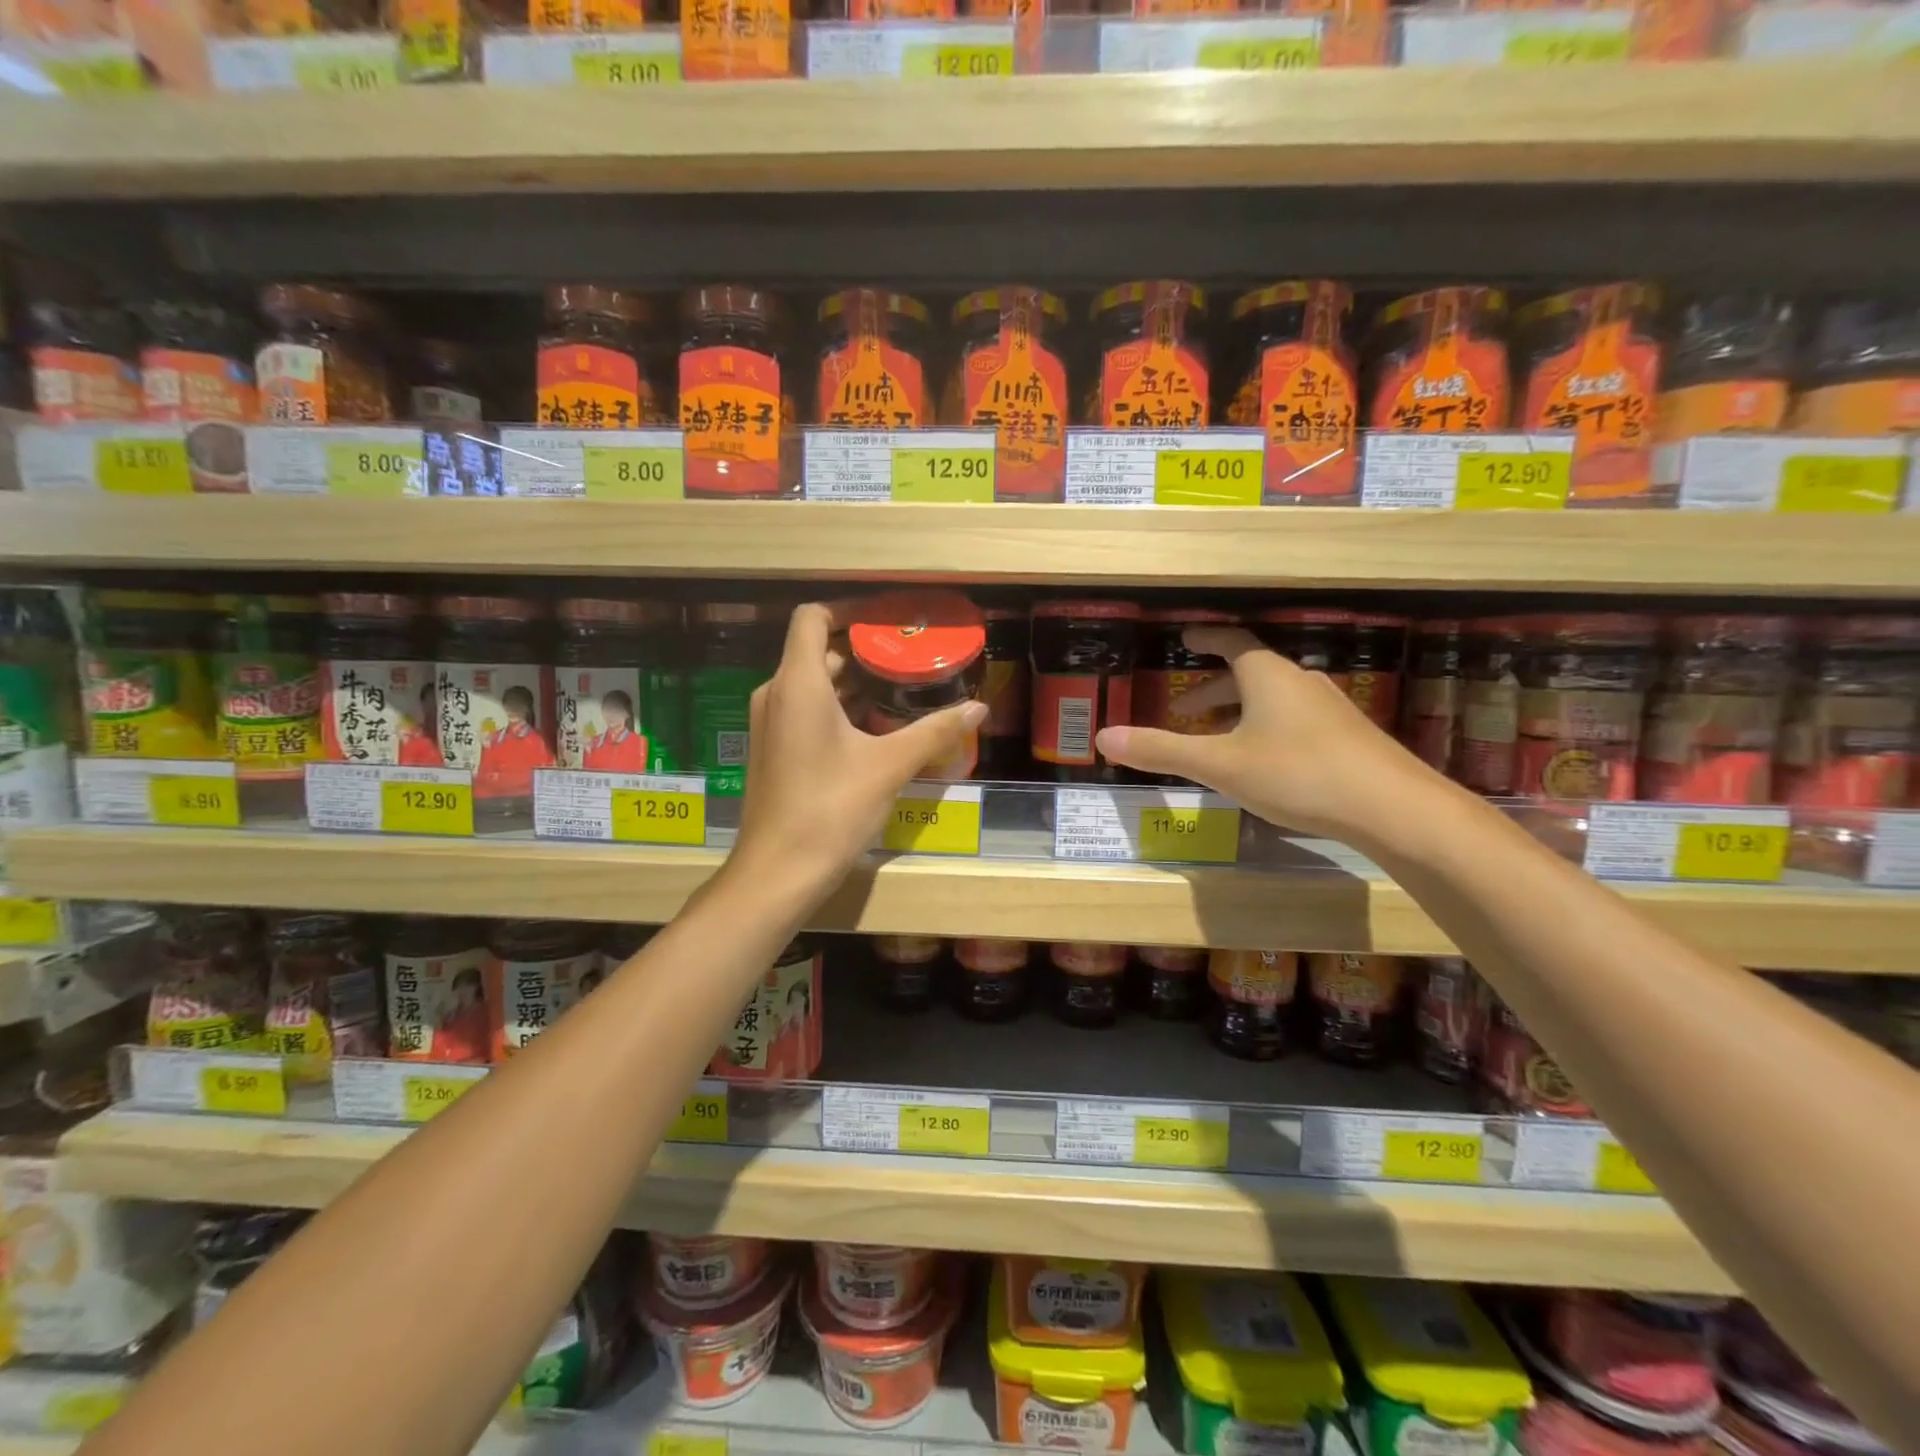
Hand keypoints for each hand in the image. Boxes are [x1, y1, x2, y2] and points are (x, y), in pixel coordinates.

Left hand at [729, 603, 987, 901]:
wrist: (777, 873)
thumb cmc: (830, 809)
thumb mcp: (889, 766)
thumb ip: (934, 731)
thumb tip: (978, 707)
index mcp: (798, 683)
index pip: (812, 616)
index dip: (848, 610)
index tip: (888, 620)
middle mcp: (777, 694)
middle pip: (818, 651)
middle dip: (864, 652)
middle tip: (911, 659)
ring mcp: (772, 724)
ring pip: (814, 685)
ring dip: (856, 684)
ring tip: (905, 691)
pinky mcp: (775, 750)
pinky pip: (808, 712)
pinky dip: (841, 710)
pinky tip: (879, 730)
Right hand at [1094, 626, 1448, 843]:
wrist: (1392, 807)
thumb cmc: (1297, 773)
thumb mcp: (1220, 764)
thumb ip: (1161, 750)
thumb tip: (1103, 737)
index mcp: (1267, 675)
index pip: (1231, 640)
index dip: (1206, 637)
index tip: (1186, 637)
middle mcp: (1300, 682)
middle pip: (1251, 672)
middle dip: (1214, 688)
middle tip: (1185, 709)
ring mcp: (1329, 709)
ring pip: (1274, 699)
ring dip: (1241, 710)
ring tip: (1219, 739)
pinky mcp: (1347, 738)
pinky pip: (1295, 720)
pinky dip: (1267, 729)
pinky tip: (1265, 763)